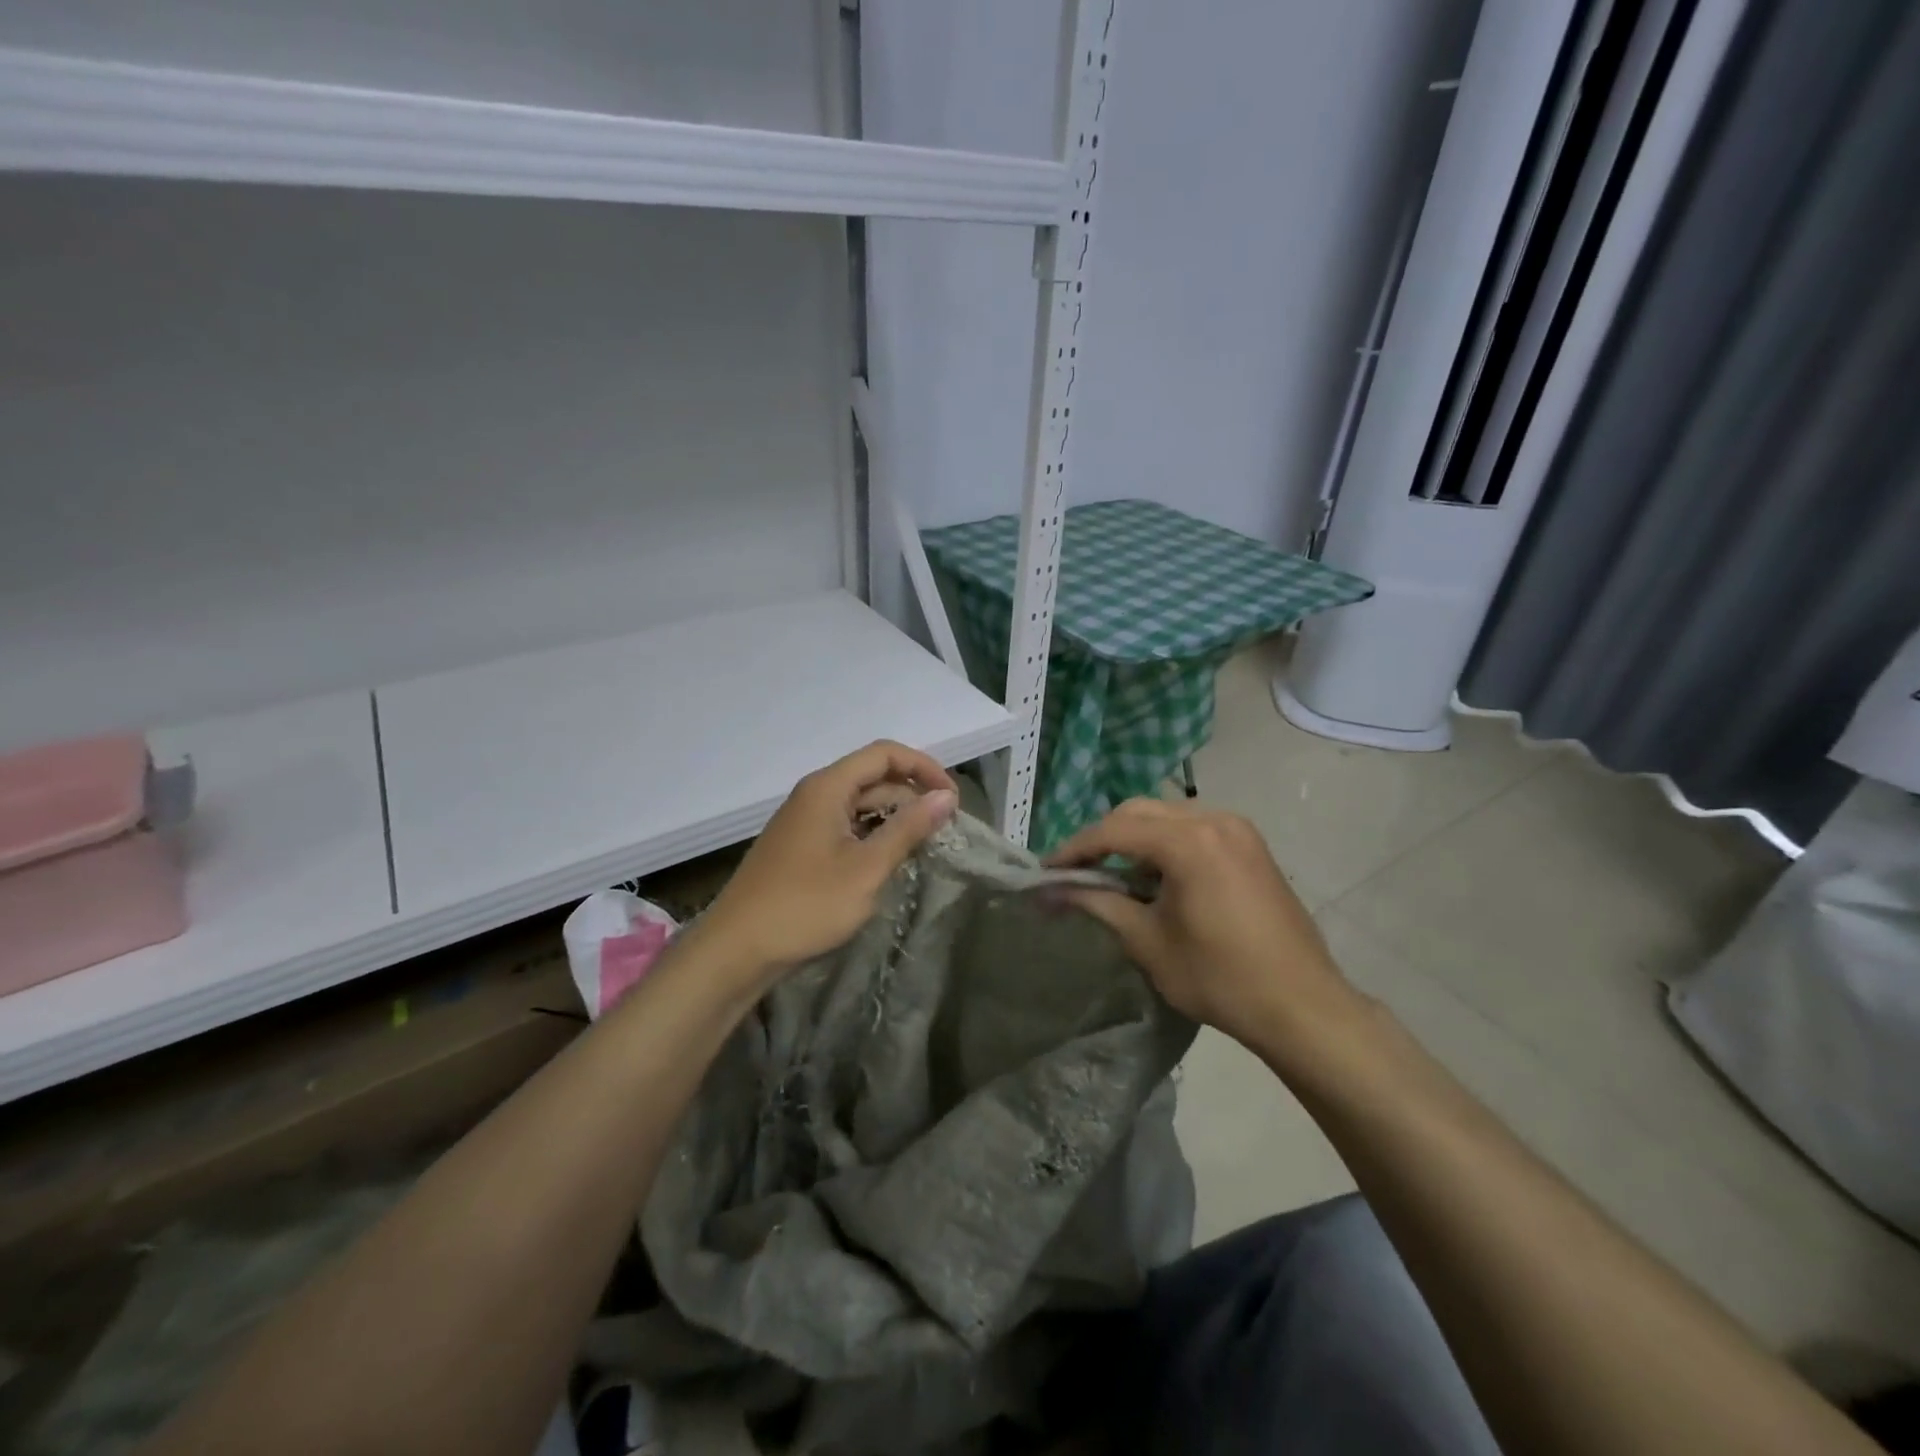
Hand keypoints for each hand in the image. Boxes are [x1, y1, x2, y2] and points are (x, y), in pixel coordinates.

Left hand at [697, 741, 958, 986]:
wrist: (737, 950)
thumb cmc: (806, 905)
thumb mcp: (867, 868)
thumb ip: (908, 828)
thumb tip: (945, 796)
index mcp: (828, 787)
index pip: (885, 754)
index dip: (923, 767)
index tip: (953, 799)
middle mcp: (815, 794)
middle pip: (873, 777)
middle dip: (912, 796)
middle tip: (943, 831)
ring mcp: (805, 821)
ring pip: (860, 804)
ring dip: (894, 818)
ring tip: (922, 848)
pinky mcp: (801, 846)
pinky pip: (846, 826)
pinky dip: (873, 836)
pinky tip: (888, 862)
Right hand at [1046, 798, 1355, 1051]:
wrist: (1302, 1006)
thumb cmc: (1219, 977)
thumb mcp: (1147, 941)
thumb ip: (1096, 904)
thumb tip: (1048, 892)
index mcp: (1188, 841)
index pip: (1113, 831)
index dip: (1074, 850)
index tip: (1046, 872)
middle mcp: (1213, 819)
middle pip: (1139, 813)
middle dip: (1102, 839)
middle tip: (1077, 873)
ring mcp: (1237, 829)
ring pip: (1166, 817)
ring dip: (1134, 839)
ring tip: (1115, 877)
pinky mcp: (1251, 844)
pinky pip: (1194, 828)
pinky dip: (1166, 844)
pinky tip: (1158, 877)